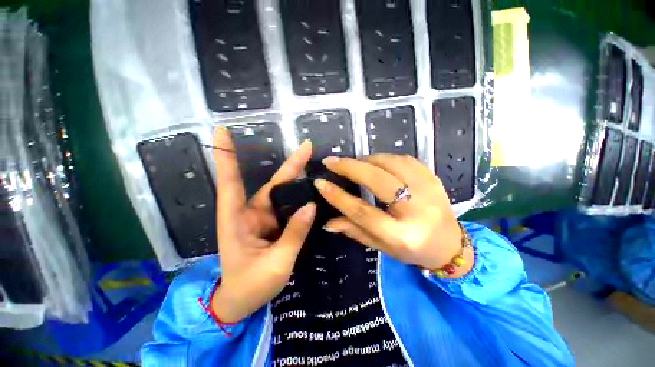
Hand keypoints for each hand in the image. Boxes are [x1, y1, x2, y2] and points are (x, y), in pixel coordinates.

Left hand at [210, 128, 315, 322]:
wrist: (242, 302)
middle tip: (307, 147)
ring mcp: (262, 218)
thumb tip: (311, 206)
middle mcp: (249, 213)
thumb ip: (294, 234)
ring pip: (281, 193)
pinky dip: (298, 195)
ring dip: (296, 177)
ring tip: (313, 161)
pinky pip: (287, 205)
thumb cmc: (251, 286)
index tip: (221, 130)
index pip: (230, 183)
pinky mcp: (272, 224)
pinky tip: (311, 187)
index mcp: (236, 220)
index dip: (226, 156)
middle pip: (270, 183)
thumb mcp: (276, 263)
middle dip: (289, 165)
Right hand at [315, 154, 472, 277]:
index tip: (321, 183)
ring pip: (391, 163)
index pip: (363, 211)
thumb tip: (328, 221)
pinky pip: (404, 159)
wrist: (451, 246)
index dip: (338, 197)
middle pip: (378, 181)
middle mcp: (417, 210)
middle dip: (350, 167)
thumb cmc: (412, 251)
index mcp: (402, 235)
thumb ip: (354, 231)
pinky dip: (385, 158)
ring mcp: (429, 190)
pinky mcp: (434, 178)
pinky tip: (374, 162)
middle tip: (331, 161)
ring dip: (367, 160)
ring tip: (352, 163)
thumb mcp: (381, 247)